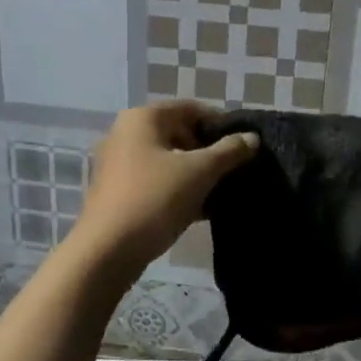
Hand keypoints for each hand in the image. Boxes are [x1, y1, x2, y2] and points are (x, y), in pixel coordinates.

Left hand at [73, 102, 258, 269]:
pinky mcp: (119, 192)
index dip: (221, 125)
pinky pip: (157, 181)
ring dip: (197, 174)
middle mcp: (126, 134)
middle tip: (235, 171)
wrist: (107, 251)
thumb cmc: (155, 199)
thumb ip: (230, 152)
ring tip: (223, 192)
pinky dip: (180, 190)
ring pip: (169, 161)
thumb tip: (252, 138)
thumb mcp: (200, 172)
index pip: (192, 109)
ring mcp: (119, 164)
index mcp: (143, 118)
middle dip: (210, 152)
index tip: (244, 147)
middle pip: (180, 133)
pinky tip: (203, 210)